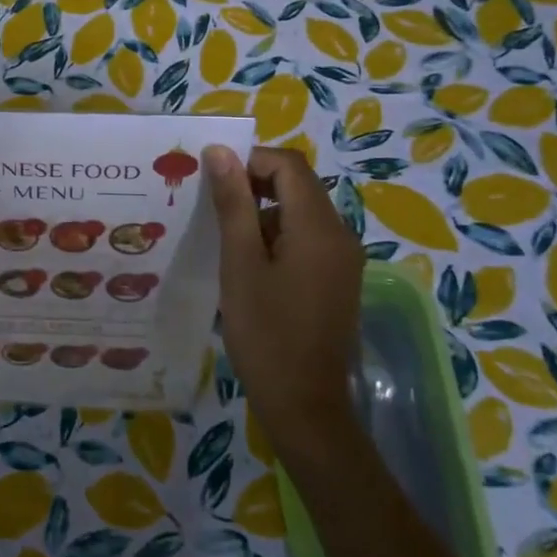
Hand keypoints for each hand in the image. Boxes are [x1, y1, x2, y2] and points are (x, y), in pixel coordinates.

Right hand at [203, 145, 366, 469]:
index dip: (250, 160)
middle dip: (254, 185)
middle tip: (212, 208)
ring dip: (262, 213)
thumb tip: (220, 151)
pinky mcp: (338, 280)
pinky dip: (277, 237)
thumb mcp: (240, 263)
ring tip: (224, 241)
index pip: (289, 165)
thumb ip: (233, 203)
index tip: (213, 182)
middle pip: (298, 185)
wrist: (305, 406)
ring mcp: (343, 259)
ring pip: (300, 212)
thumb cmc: (265, 332)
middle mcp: (340, 235)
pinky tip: (248, 266)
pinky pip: (307, 239)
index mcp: (319, 227)